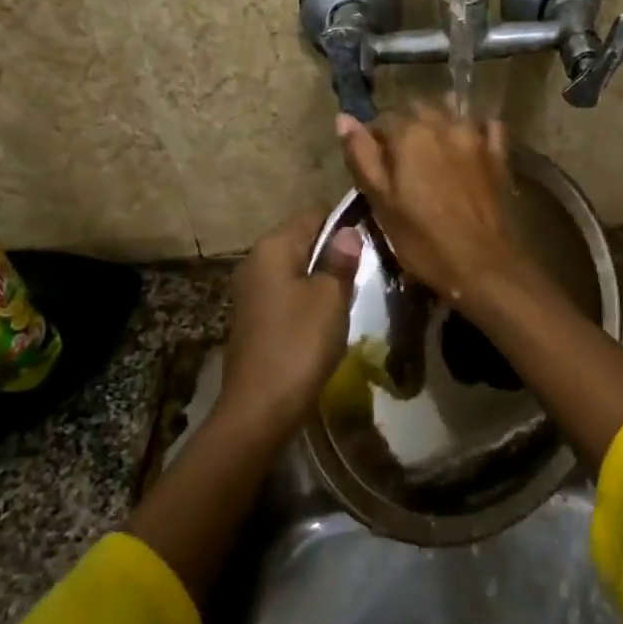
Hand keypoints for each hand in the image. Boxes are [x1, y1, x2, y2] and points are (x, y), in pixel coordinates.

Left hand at [219, 212, 360, 438]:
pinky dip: (307, 301)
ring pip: (296, 270)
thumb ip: (341, 260)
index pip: (314, 216)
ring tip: (350, 298)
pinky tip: (325, 322)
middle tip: (366, 274)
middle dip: (334, 254)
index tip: (372, 243)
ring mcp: (250, 291)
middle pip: (303, 242)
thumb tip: (348, 231)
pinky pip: (286, 295)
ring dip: (322, 280)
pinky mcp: (253, 318)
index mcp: (272, 247)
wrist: (259, 407)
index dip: (344, 225)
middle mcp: (255, 261)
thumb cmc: (299, 343)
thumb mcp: (330, 298)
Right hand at [335, 104, 523, 300]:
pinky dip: (476, 131)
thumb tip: (344, 118)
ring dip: (438, 125)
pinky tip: (469, 147)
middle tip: (402, 164)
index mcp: (409, 133)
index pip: (382, 121)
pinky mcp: (498, 155)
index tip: (375, 168)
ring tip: (432, 155)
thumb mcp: (381, 202)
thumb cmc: (422, 239)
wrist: (481, 264)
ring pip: (451, 113)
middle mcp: (444, 124)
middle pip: (417, 111)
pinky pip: (487, 128)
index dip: (374, 142)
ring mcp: (476, 137)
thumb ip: (362, 156)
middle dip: (406, 129)